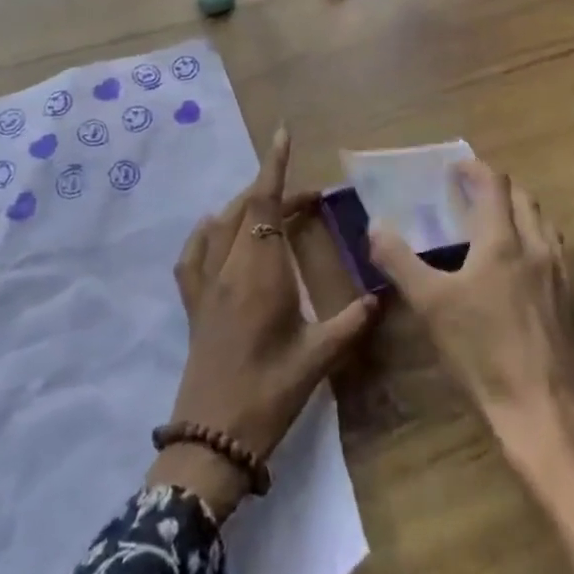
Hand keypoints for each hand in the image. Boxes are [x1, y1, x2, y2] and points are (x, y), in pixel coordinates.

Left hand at [149, 128, 378, 520]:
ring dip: (247, 207)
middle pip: (247, 209)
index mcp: (261, 273)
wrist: (211, 439)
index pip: (265, 204)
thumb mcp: (318, 359)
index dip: (274, 167)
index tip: (282, 134)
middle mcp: (229, 267)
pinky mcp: (192, 303)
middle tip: (309, 200)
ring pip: (222, 225)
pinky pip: (193, 254)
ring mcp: (205, 284)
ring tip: (274, 211)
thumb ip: (351, 323)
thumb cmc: (269, 394)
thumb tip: (382, 297)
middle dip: (274, 191)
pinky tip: (217, 231)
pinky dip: (208, 232)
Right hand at [369, 161, 573, 573]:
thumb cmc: (483, 353)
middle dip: (497, 186)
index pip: (493, 185)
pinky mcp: (569, 301)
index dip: (474, 169)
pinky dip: (533, 237)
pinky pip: (552, 249)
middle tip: (470, 191)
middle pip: (522, 197)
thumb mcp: (431, 306)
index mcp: (502, 241)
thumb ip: (400, 261)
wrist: (545, 412)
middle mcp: (536, 247)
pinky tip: (519, 265)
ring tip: (494, 220)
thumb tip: (375, 226)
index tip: (455, 167)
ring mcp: (558, 274)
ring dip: (518, 209)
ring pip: (542, 222)